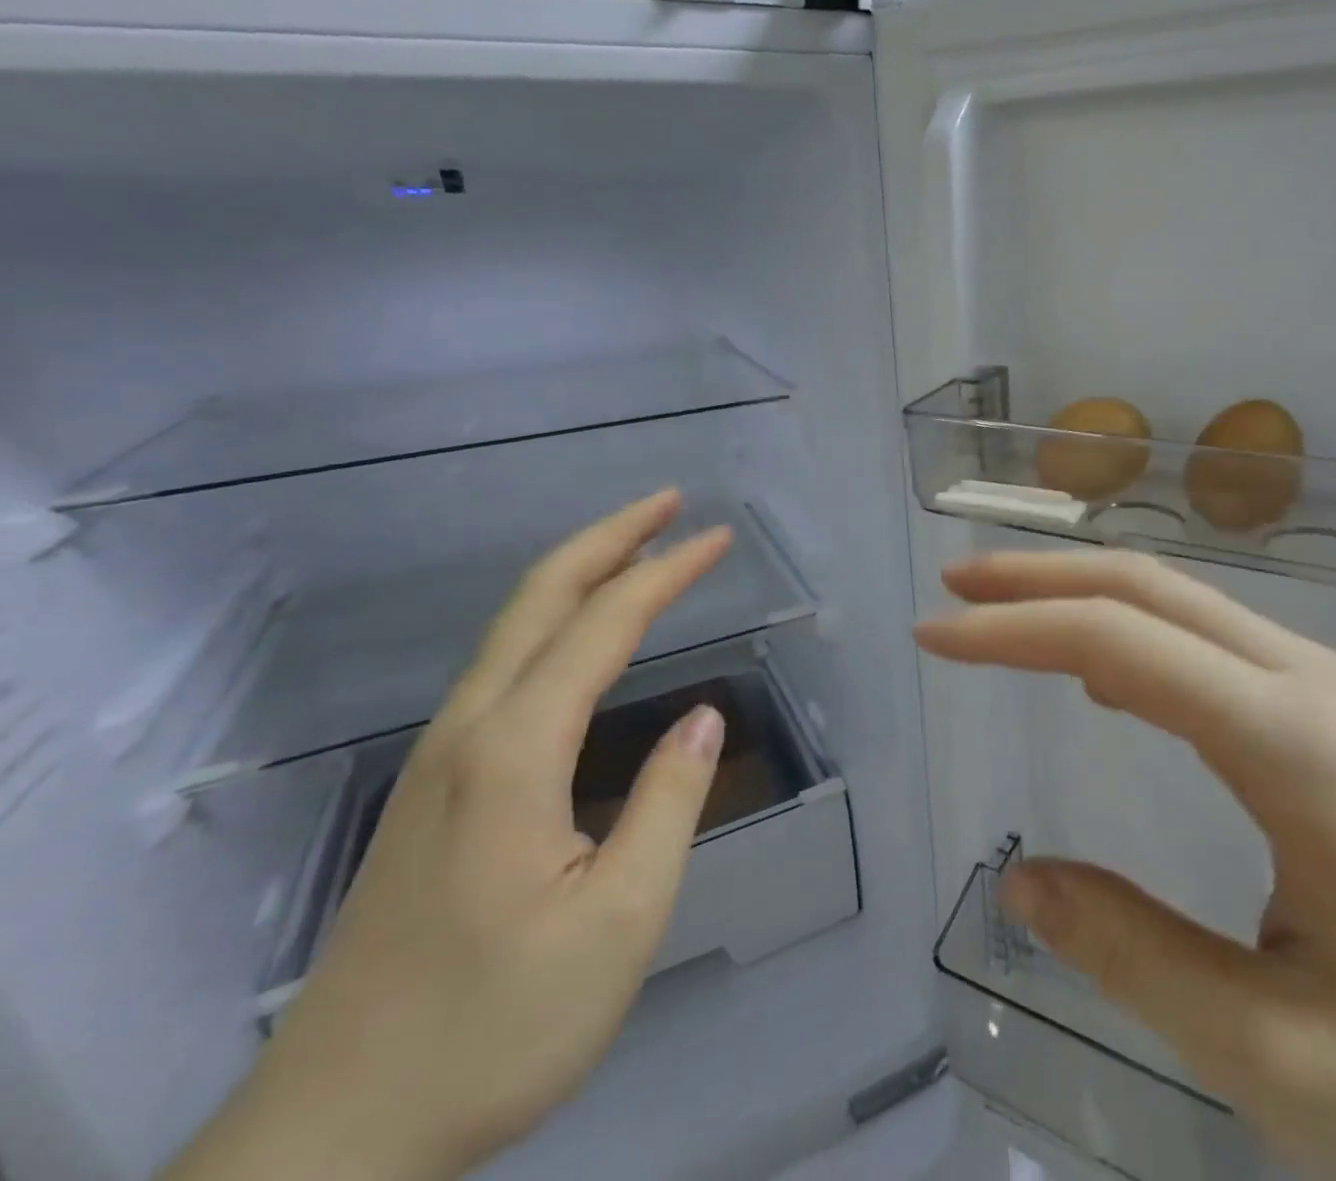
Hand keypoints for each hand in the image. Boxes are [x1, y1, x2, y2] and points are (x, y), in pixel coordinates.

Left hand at [164, 490, 733, 1180]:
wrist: (333, 1138)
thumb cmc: (493, 1028)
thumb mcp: (618, 923)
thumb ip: (667, 805)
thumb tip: (699, 721)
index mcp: (515, 750)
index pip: (604, 624)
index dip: (667, 572)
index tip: (718, 538)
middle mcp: (470, 731)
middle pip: (540, 598)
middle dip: (610, 537)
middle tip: (669, 504)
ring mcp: (440, 758)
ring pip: (513, 630)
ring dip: (580, 574)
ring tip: (639, 553)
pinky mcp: (433, 789)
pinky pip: (504, 668)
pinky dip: (555, 621)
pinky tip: (579, 639)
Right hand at [917, 550, 1335, 1180]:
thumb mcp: (1294, 1063)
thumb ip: (1138, 959)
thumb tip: (1025, 881)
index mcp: (1293, 742)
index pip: (1115, 641)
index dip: (1010, 630)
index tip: (932, 634)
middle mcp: (1313, 684)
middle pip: (1150, 587)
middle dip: (1040, 577)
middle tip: (955, 588)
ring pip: (1188, 605)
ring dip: (1089, 596)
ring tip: (1007, 617)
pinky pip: (1221, 644)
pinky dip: (1140, 633)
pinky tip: (1111, 671)